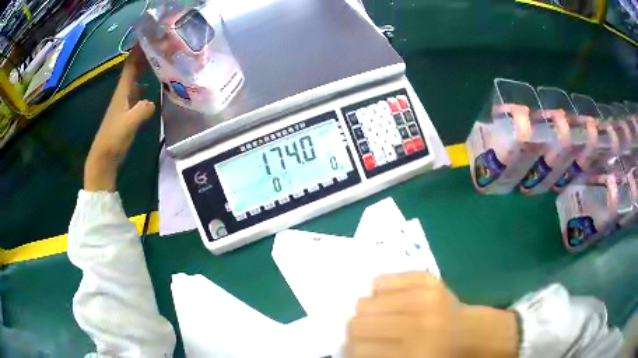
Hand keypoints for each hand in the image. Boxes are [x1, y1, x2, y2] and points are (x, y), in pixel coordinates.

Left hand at [84, 47, 155, 191]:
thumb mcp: (128, 125)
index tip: (151, 37)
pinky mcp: (129, 110)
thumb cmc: (113, 139)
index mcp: (123, 91)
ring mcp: (126, 101)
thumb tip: (153, 102)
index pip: (131, 64)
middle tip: (164, 45)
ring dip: (148, 66)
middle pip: (135, 67)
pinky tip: (156, 82)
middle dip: (147, 54)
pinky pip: (140, 89)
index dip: (139, 50)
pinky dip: (148, 81)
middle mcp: (124, 92)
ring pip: (137, 77)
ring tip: (163, 58)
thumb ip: (141, 111)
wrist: (104, 157)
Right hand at [345, 272, 517, 357]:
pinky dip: (380, 291)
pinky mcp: (427, 279)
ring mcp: (423, 298)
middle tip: (364, 335)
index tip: (354, 350)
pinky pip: (384, 280)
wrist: (470, 334)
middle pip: (357, 324)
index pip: (358, 349)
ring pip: (366, 301)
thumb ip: (378, 357)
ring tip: (379, 318)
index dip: (349, 350)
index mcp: (412, 354)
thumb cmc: (440, 356)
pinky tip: (389, 301)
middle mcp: (416, 325)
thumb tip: (347, 348)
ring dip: (367, 312)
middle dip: (356, 332)